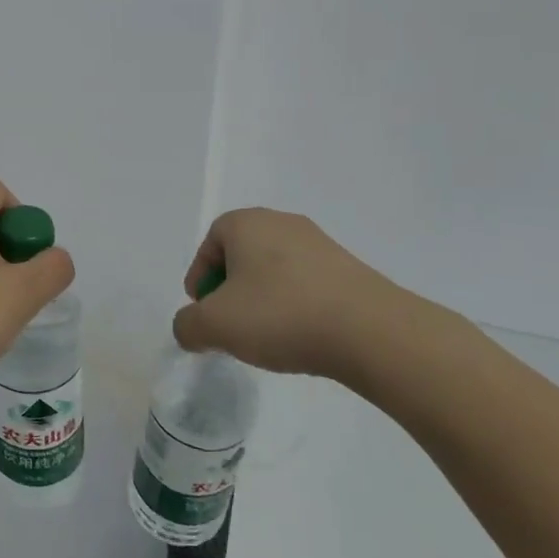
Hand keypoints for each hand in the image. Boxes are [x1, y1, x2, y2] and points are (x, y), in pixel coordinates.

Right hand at [172, 208, 435, 382]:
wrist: (371, 331)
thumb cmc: (280, 315)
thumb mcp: (215, 325)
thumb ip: (187, 325)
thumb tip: (190, 328)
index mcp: (247, 223)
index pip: (210, 242)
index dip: (200, 277)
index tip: (202, 310)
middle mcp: (283, 222)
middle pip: (242, 253)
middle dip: (230, 288)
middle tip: (228, 322)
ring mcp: (321, 244)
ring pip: (275, 269)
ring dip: (262, 298)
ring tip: (264, 334)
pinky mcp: (350, 269)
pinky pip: (306, 283)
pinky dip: (294, 304)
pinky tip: (299, 335)